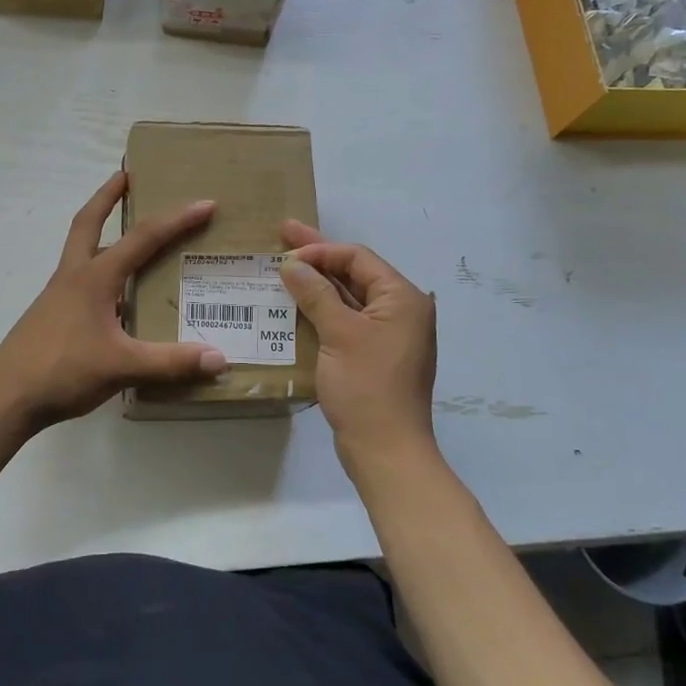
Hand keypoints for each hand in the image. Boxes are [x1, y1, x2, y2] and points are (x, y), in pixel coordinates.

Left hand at [0, 172, 226, 430]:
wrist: (6, 396)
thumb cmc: (63, 371)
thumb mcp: (122, 366)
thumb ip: (171, 363)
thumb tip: (219, 358)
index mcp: (94, 277)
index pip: (142, 238)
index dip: (176, 220)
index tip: (204, 204)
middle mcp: (74, 276)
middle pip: (88, 222)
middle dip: (108, 196)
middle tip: (127, 174)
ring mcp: (58, 295)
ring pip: (81, 248)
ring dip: (100, 230)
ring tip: (127, 231)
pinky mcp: (52, 314)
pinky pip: (80, 279)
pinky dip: (99, 270)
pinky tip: (117, 295)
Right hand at [277, 221, 438, 477]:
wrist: (386, 451)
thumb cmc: (366, 387)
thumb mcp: (339, 333)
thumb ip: (316, 294)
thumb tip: (292, 264)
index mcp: (402, 298)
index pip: (358, 258)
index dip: (321, 250)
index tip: (285, 251)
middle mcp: (401, 311)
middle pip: (354, 273)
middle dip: (318, 257)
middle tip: (283, 234)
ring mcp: (388, 335)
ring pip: (349, 298)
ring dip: (317, 284)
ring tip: (284, 267)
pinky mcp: (374, 356)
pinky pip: (346, 321)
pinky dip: (322, 311)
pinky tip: (296, 305)